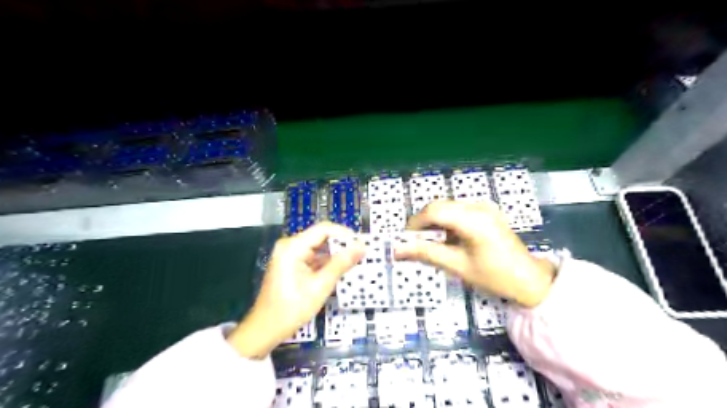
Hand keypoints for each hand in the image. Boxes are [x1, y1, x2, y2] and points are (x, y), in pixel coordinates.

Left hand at [227, 222, 362, 357]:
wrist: (265, 329)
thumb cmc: (291, 309)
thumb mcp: (320, 286)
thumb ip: (341, 264)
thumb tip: (361, 247)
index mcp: (293, 247)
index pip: (324, 229)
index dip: (344, 234)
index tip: (361, 244)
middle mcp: (290, 246)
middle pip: (321, 237)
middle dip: (341, 244)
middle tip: (361, 254)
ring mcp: (290, 255)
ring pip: (319, 247)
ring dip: (336, 254)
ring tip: (355, 261)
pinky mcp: (292, 264)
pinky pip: (313, 256)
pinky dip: (327, 262)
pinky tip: (341, 269)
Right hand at [396, 201, 554, 307]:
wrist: (529, 279)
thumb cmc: (494, 276)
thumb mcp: (457, 266)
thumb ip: (426, 253)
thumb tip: (397, 250)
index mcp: (473, 219)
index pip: (433, 211)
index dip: (415, 223)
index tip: (406, 240)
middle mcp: (478, 206)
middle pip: (439, 206)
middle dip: (424, 224)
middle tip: (418, 244)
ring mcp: (484, 206)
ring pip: (447, 207)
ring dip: (435, 223)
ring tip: (435, 244)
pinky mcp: (486, 210)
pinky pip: (458, 210)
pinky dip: (447, 222)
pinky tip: (450, 240)